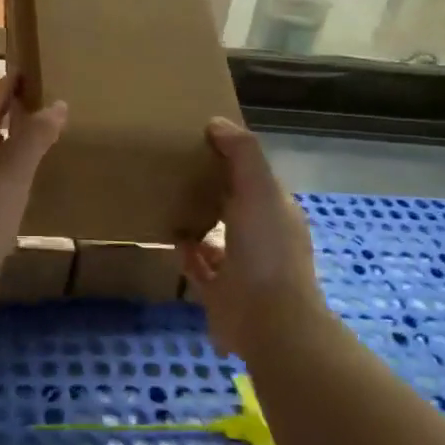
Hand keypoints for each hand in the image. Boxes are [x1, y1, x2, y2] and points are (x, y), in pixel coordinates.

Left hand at [0, 74, 67, 328]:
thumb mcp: (10, 172)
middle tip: (38, 106)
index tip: (22, 70)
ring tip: (40, 146)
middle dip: (9, 122)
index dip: (4, 91)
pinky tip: (30, 196)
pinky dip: (16, 189)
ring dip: (13, 155)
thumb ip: (33, 138)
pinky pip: (0, 200)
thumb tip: (56, 103)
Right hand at [179, 118, 323, 354]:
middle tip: (177, 168)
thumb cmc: (266, 250)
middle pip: (234, 205)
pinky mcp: (219, 292)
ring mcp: (241, 267)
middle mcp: (261, 238)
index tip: (201, 141)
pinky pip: (198, 266)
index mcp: (276, 212)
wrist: (267, 321)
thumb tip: (217, 123)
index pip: (253, 178)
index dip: (232, 159)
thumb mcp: (259, 190)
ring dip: (198, 221)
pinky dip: (186, 252)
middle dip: (212, 189)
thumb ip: (242, 154)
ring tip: (169, 200)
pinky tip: (171, 237)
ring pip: (216, 236)